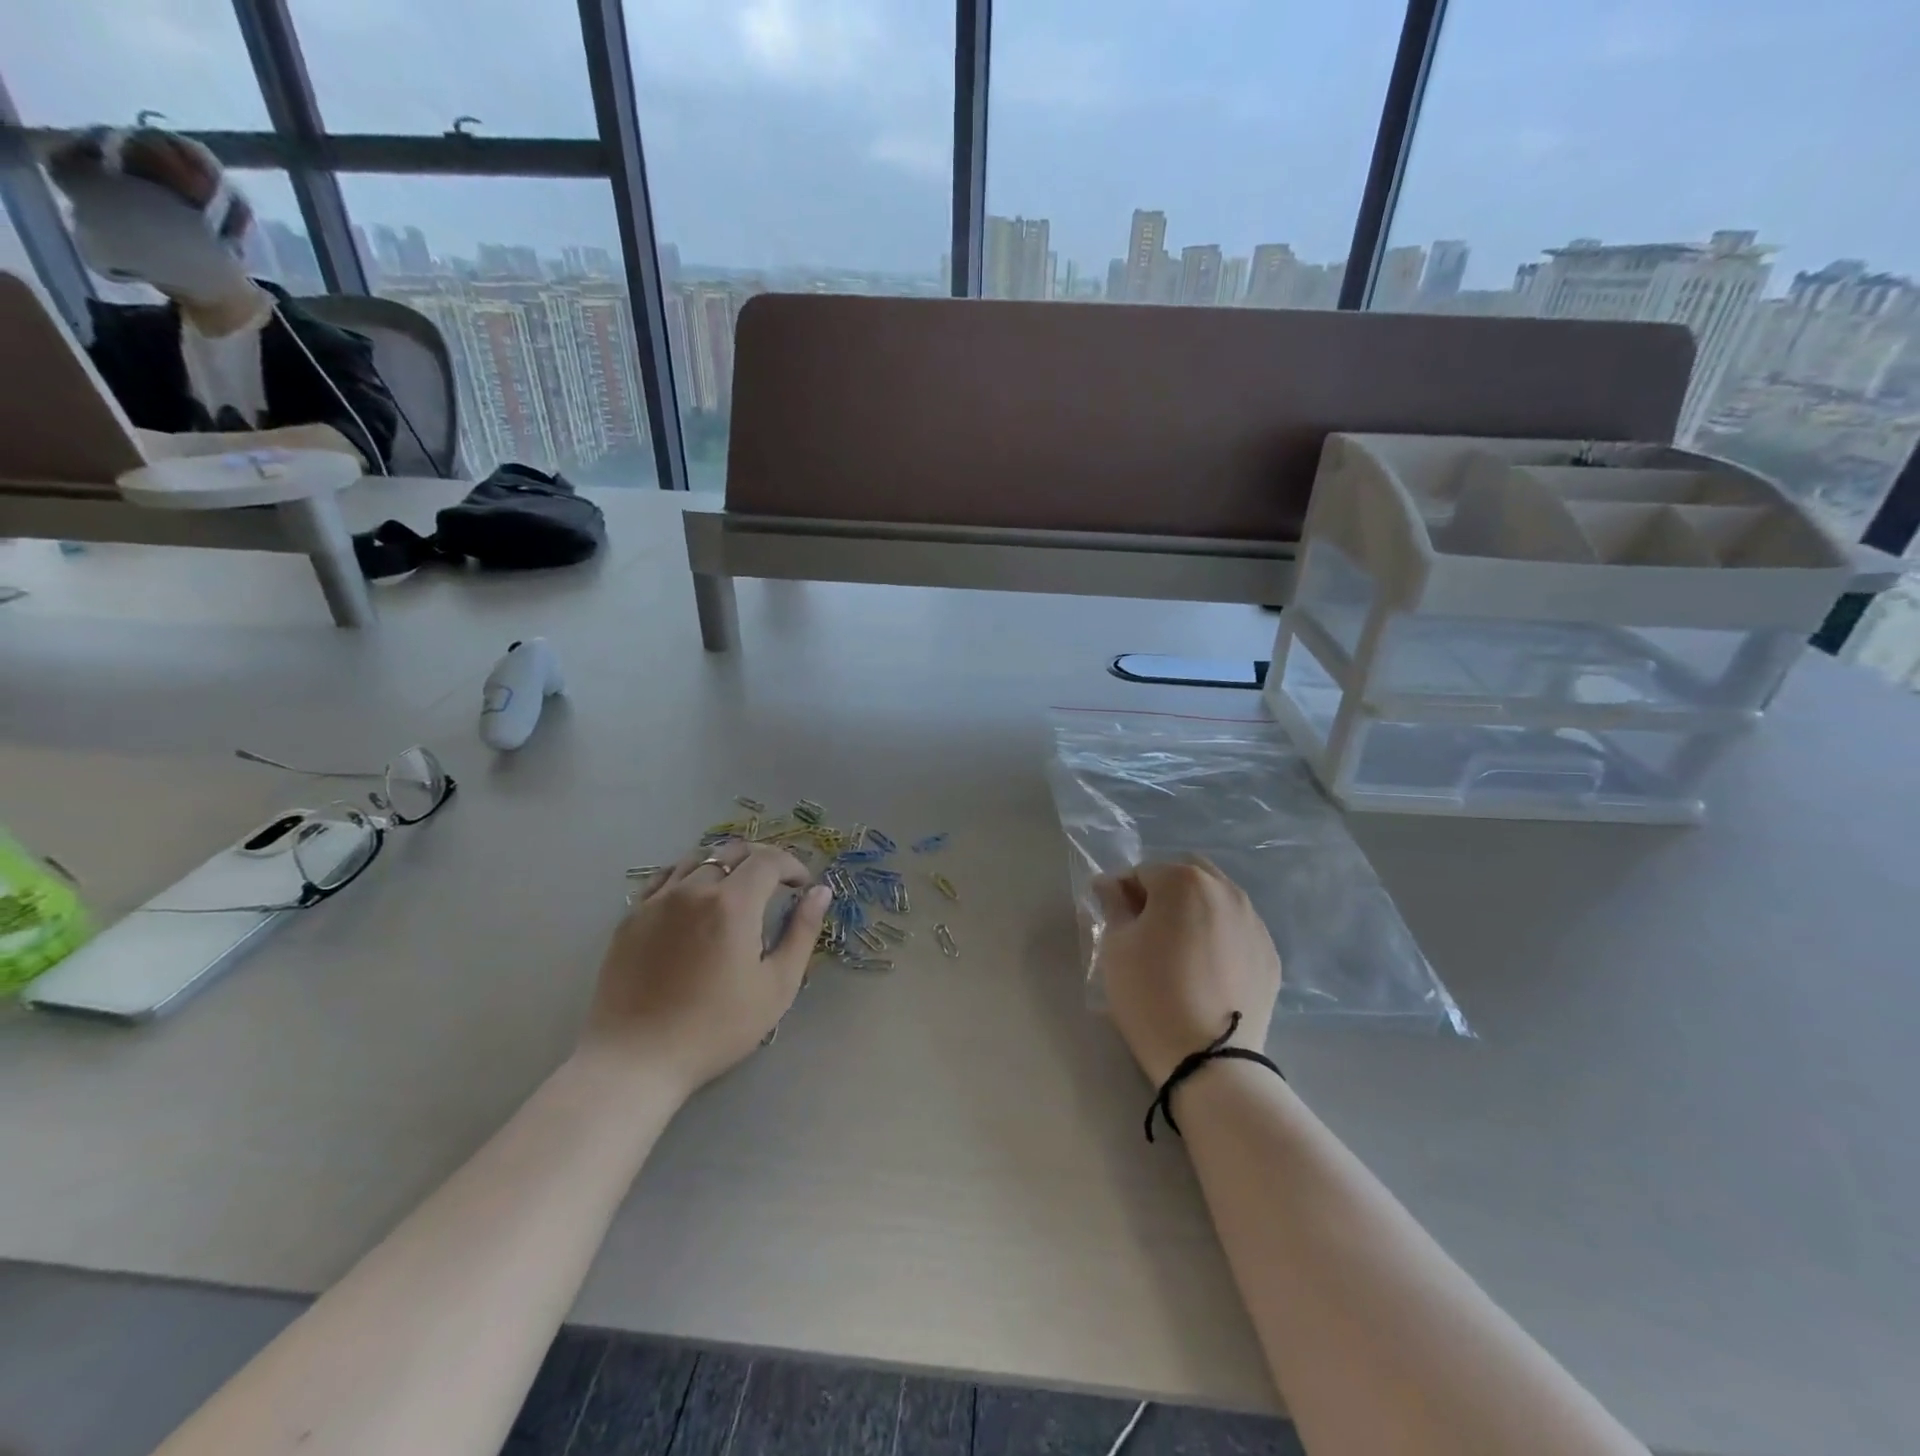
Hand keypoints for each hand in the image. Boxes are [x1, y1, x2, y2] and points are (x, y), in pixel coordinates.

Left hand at [581, 840, 830, 1094]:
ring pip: (697, 859)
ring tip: (736, 891)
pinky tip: (695, 901)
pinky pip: (665, 878)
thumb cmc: (716, 1028)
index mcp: (732, 903)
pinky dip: (689, 877)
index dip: (792, 866)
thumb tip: (820, 892)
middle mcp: (693, 889)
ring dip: (725, 865)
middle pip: (732, 851)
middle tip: (775, 885)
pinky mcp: (631, 917)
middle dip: (761, 860)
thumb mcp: (777, 985)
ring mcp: (656, 900)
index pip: (768, 859)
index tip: (801, 887)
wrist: (636, 1060)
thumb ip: (802, 932)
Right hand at [1092, 858, 1282, 1085]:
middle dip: (1164, 893)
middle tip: (1147, 930)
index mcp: (1184, 880)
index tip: (1115, 921)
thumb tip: (1110, 884)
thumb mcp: (1116, 946)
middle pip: (1185, 876)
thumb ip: (1113, 904)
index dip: (1124, 893)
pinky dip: (1218, 937)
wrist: (1209, 1059)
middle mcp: (1226, 890)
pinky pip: (1236, 931)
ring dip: (1194, 912)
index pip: (1143, 872)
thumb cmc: (1150, 993)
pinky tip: (1206, 971)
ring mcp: (1254, 922)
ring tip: (1179, 951)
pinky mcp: (1270, 954)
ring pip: (1216, 901)